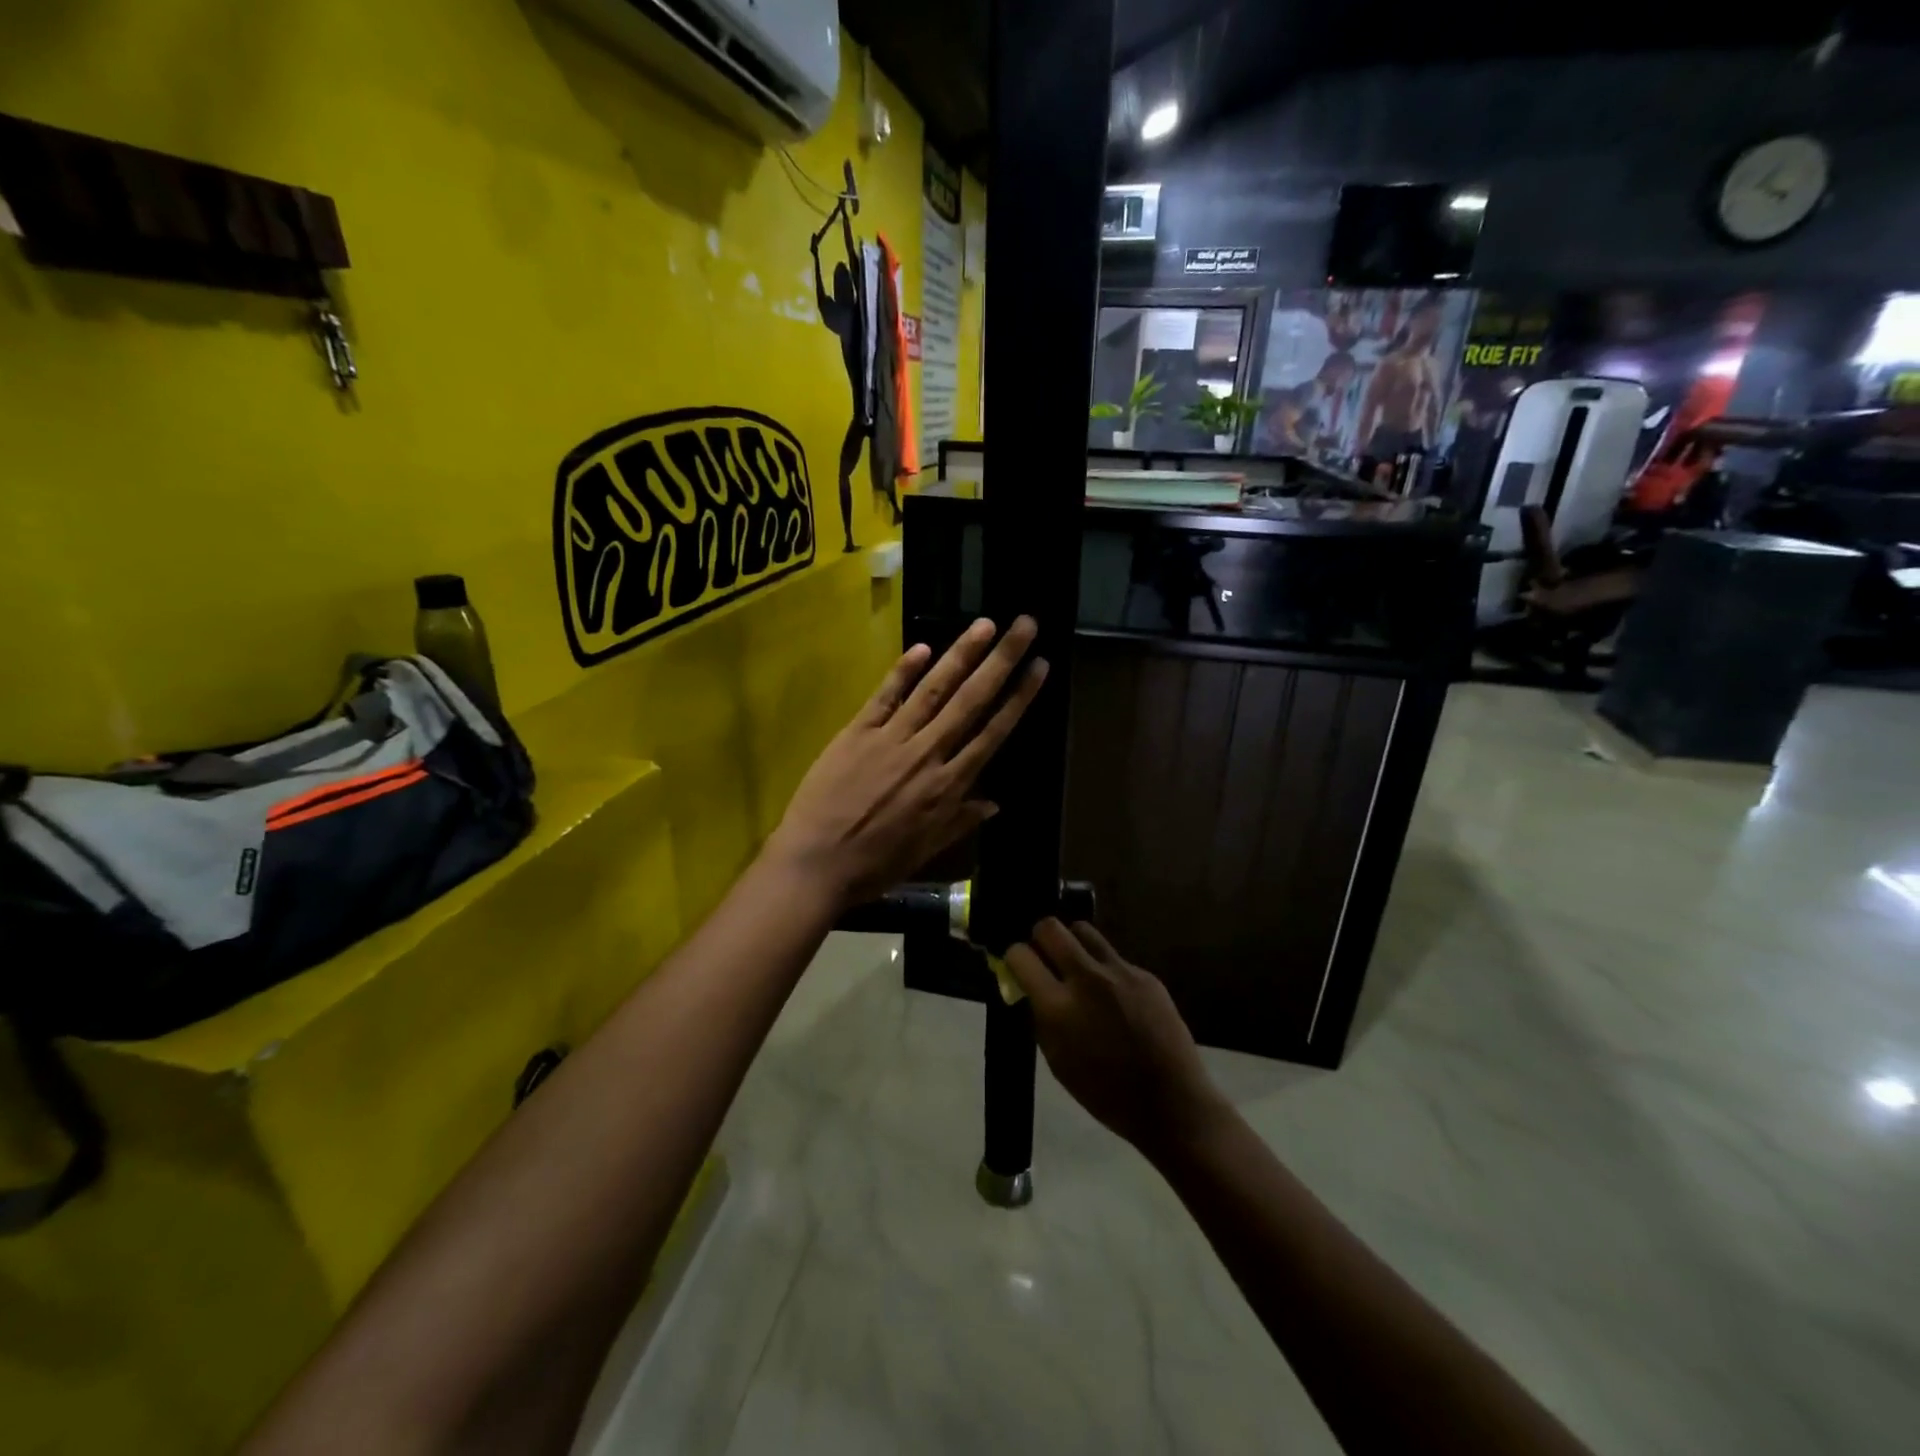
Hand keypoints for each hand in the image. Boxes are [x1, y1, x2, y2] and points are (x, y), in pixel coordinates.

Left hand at [767, 617, 1046, 911]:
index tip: (1039, 667)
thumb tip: (995, 802)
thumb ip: (960, 821)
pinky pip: (885, 695)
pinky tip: (923, 646)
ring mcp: (891, 738)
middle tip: (1024, 625)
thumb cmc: (874, 865)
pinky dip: (904, 670)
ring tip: (985, 625)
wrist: (816, 863)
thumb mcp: (925, 851)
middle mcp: (927, 753)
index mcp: (948, 786)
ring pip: (934, 689)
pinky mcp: (857, 732)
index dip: (1018, 698)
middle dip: (1001, 660)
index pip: (992, 732)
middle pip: (971, 700)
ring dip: (961, 654)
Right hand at [1006, 919, 1226, 1161]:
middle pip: (1050, 927)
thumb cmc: (1106, 1094)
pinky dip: (1104, 969)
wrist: (1171, 1103)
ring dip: (1072, 944)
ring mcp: (1119, 972)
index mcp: (1058, 1007)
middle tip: (1045, 959)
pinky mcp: (1145, 974)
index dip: (1014, 958)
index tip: (1019, 968)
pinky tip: (1114, 997)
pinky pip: (1113, 957)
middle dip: (1040, 938)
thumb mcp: (1057, 1060)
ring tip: (1077, 968)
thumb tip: (1031, 989)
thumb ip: (1041, 1017)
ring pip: (1083, 931)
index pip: (1021, 955)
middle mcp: (1086, 978)